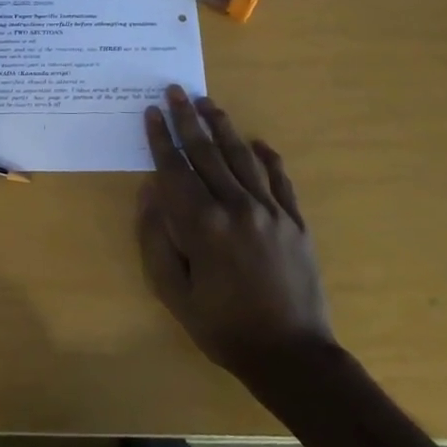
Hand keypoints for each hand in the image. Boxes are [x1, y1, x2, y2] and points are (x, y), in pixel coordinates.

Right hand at [137, 85, 335, 375]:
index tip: (151, 112)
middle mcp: (237, 207)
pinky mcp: (296, 221)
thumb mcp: (174, 293)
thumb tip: (151, 193)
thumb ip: (157, 240)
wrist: (292, 355)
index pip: (175, 169)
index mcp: (203, 225)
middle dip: (188, 119)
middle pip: (207, 152)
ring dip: (223, 127)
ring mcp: (271, 210)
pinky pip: (280, 179)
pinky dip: (267, 157)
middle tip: (176, 90)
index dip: (161, 139)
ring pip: (242, 157)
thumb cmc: (223, 328)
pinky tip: (257, 142)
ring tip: (208, 103)